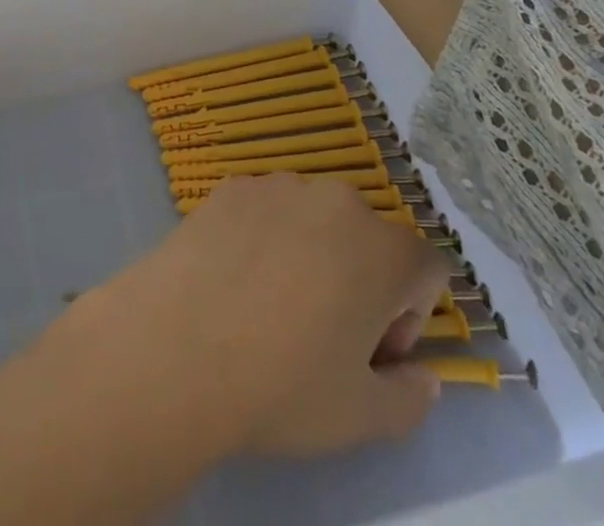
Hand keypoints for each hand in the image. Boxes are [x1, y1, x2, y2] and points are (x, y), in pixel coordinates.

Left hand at [104, 172, 451, 456]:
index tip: (372, 352)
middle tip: (323, 332)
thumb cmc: (283, 385)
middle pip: (368, 238)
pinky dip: (264, 237)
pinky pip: (266, 210)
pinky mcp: (230, 186)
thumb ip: (412, 397)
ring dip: (311, 253)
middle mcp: (335, 200)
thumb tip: (422, 375)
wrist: (178, 345)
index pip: (425, 269)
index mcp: (384, 249)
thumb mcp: (364, 418)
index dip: (409, 316)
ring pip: (315, 219)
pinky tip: (234, 279)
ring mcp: (277, 185)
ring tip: (270, 304)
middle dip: (361, 281)